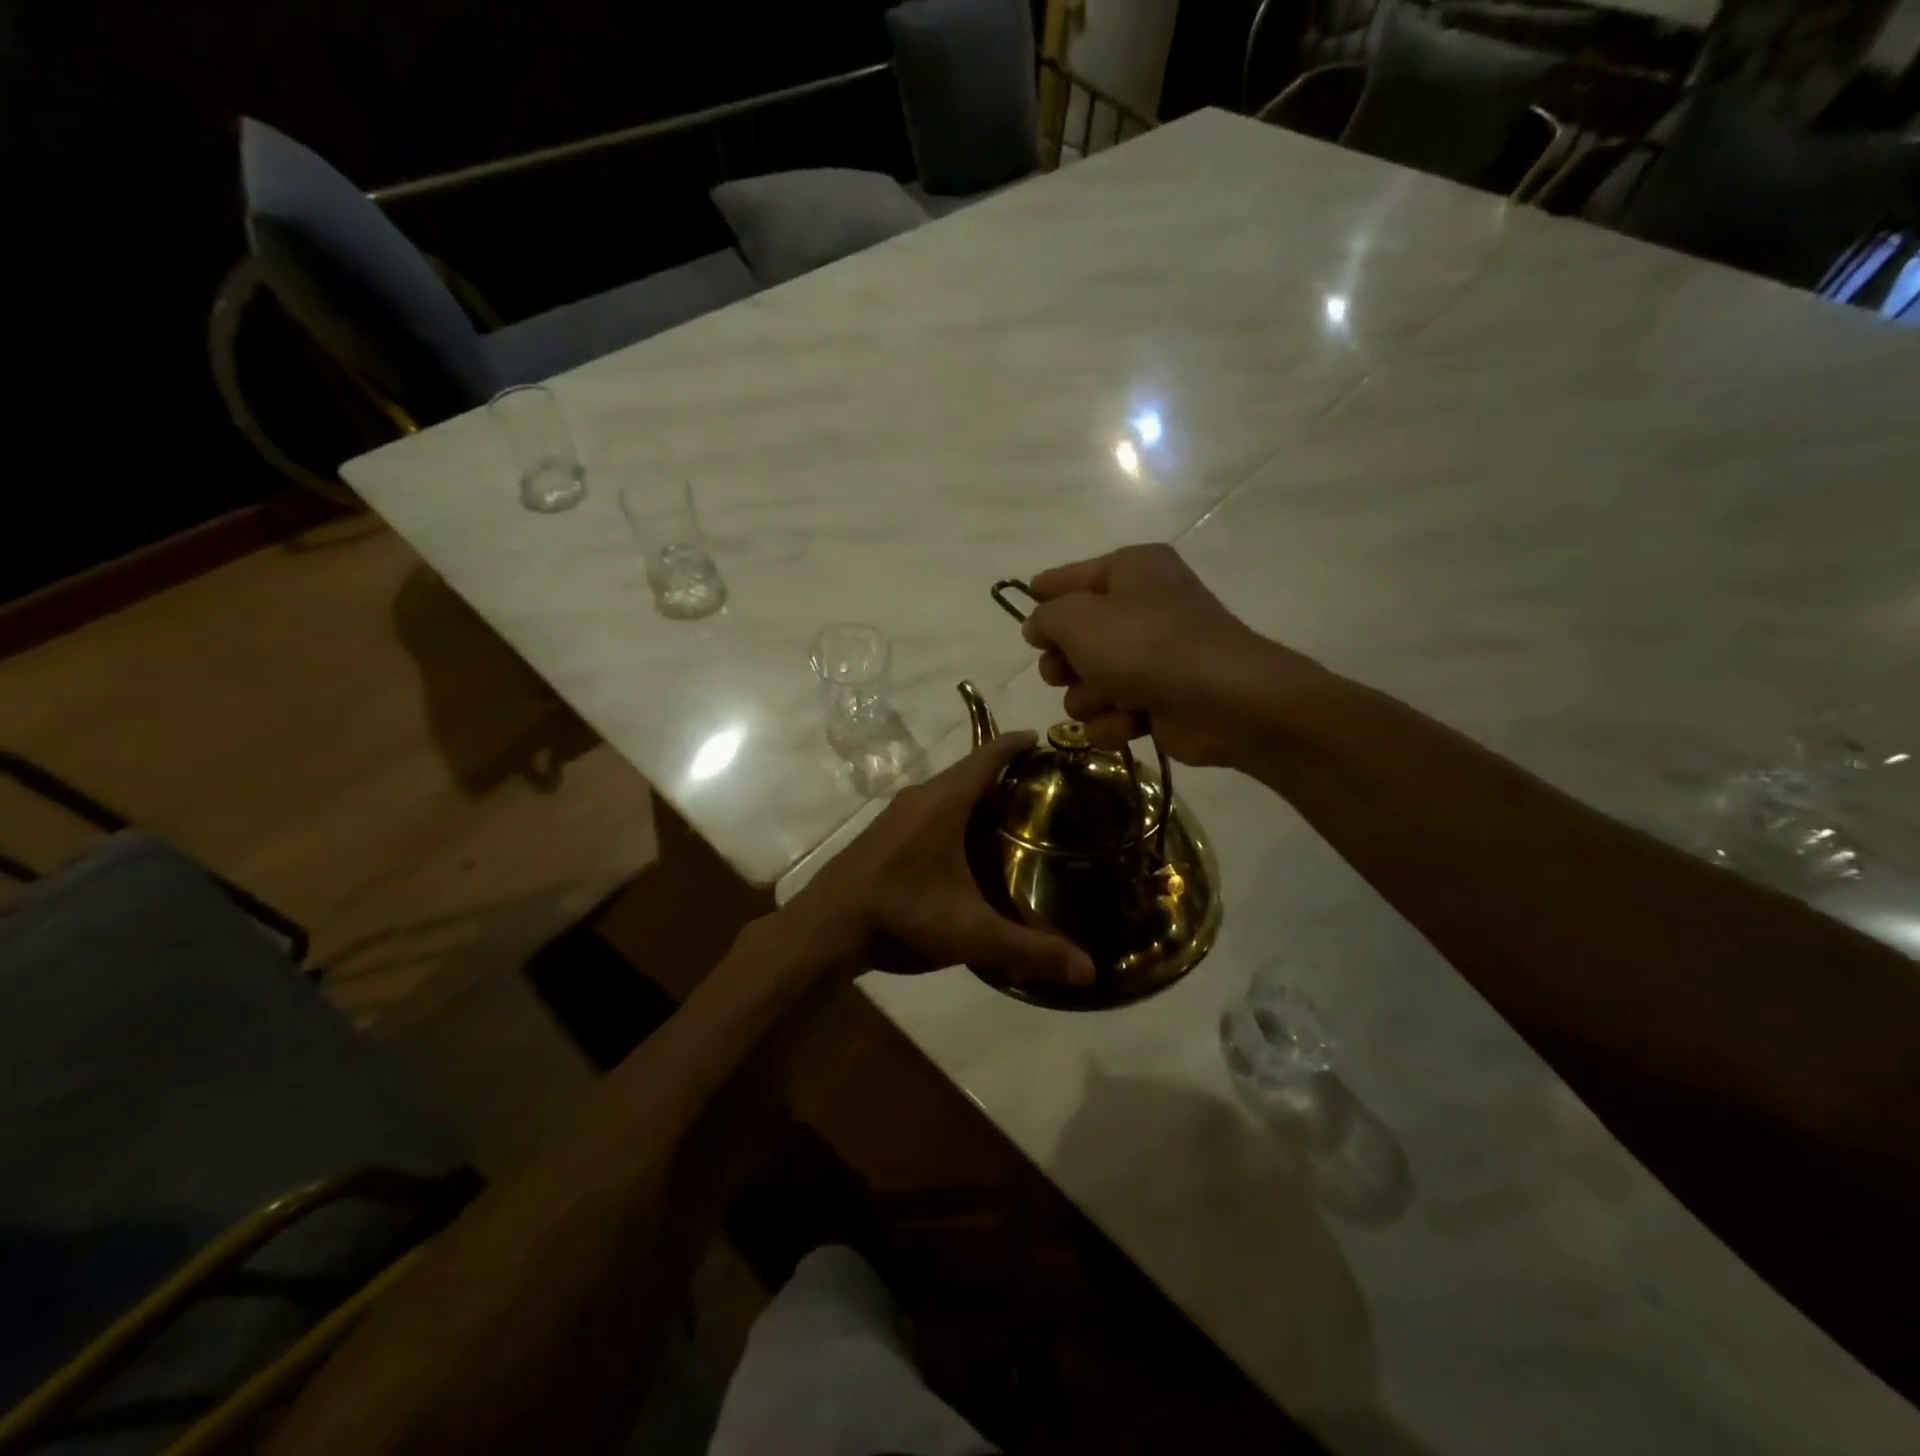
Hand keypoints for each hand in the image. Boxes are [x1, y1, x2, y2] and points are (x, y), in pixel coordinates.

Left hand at [789, 734, 1094, 988]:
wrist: (826, 927)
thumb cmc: (902, 915)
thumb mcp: (972, 934)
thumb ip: (1030, 950)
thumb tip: (1088, 971)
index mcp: (944, 802)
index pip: (986, 757)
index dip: (1015, 744)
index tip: (1042, 739)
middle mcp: (919, 797)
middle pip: (967, 771)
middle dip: (1002, 772)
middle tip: (1039, 787)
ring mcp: (895, 814)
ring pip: (944, 791)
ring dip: (973, 794)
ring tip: (1008, 813)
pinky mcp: (881, 833)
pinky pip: (927, 808)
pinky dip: (951, 812)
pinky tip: (962, 844)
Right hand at [1021, 544, 1321, 765]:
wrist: (1223, 700)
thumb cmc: (1146, 645)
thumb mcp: (1079, 618)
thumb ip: (1045, 618)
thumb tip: (1039, 627)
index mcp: (1131, 571)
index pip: (1072, 575)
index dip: (1044, 592)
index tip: (1023, 606)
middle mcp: (1142, 608)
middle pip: (1074, 638)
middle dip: (1064, 663)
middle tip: (1066, 671)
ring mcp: (1152, 658)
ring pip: (1086, 684)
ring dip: (1089, 698)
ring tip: (1111, 699)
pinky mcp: (1158, 701)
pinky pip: (1111, 713)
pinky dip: (1114, 721)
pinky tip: (1131, 722)